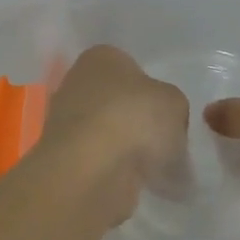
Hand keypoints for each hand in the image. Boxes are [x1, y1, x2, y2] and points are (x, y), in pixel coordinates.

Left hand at [36, 45, 188, 217]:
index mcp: (100, 57)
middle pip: (118, 102)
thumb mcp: (174, 102)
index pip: (132, 68)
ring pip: (109, 133)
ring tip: (153, 168)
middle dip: (139, 122)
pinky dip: (116, 171)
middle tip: (164, 143)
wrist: (92, 170)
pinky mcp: (65, 157)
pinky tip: (134, 182)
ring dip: (128, 149)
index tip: (168, 116)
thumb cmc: (134, 119)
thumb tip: (163, 123)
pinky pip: (100, 161)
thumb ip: (172, 106)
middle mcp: (77, 83)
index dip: (154, 92)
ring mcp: (66, 122)